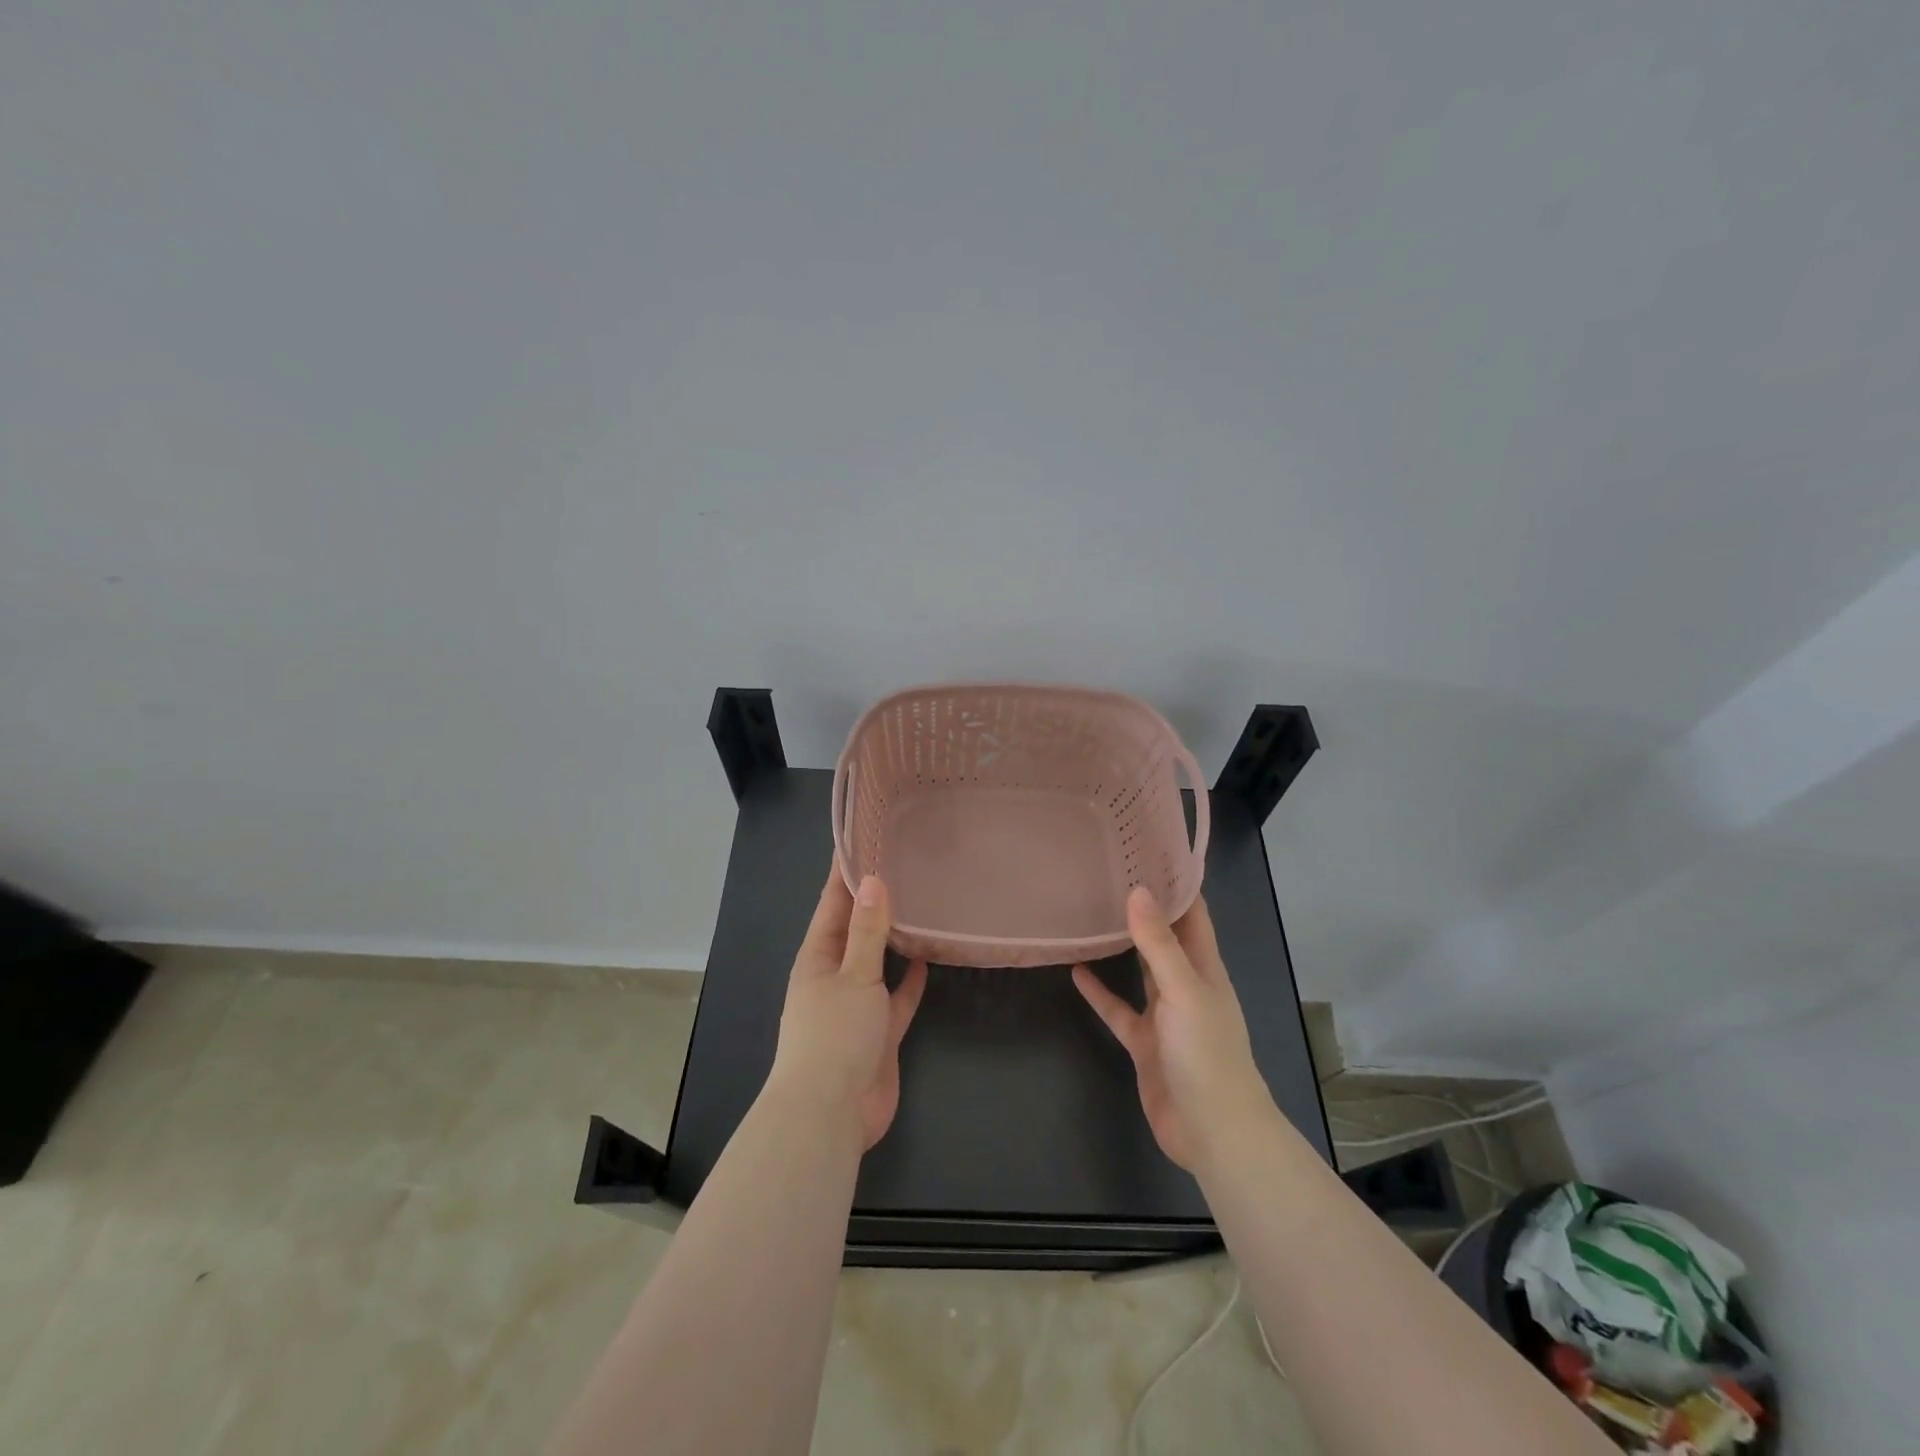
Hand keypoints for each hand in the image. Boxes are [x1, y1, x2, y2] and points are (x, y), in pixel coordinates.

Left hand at [767, 866, 928, 1150]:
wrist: (831, 1115)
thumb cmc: (834, 1035)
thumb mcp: (853, 976)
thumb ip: (867, 931)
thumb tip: (873, 879)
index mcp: (817, 957)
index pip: (831, 903)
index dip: (844, 871)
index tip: (861, 837)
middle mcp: (834, 975)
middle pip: (855, 928)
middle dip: (873, 899)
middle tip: (903, 863)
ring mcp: (856, 1004)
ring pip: (878, 961)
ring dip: (894, 937)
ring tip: (920, 902)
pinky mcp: (879, 1030)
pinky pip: (897, 996)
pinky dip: (911, 979)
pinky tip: (930, 957)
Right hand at [1073, 887, 1272, 1173]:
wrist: (1212, 1131)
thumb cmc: (1207, 1054)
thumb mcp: (1184, 991)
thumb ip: (1159, 944)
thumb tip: (1138, 891)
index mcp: (1205, 970)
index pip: (1194, 916)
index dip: (1177, 885)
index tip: (1149, 852)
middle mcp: (1186, 986)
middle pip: (1166, 939)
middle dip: (1147, 910)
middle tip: (1113, 874)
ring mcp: (1165, 1016)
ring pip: (1141, 971)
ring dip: (1122, 946)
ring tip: (1093, 913)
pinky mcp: (1144, 1043)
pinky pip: (1119, 1009)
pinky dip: (1100, 992)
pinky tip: (1076, 971)